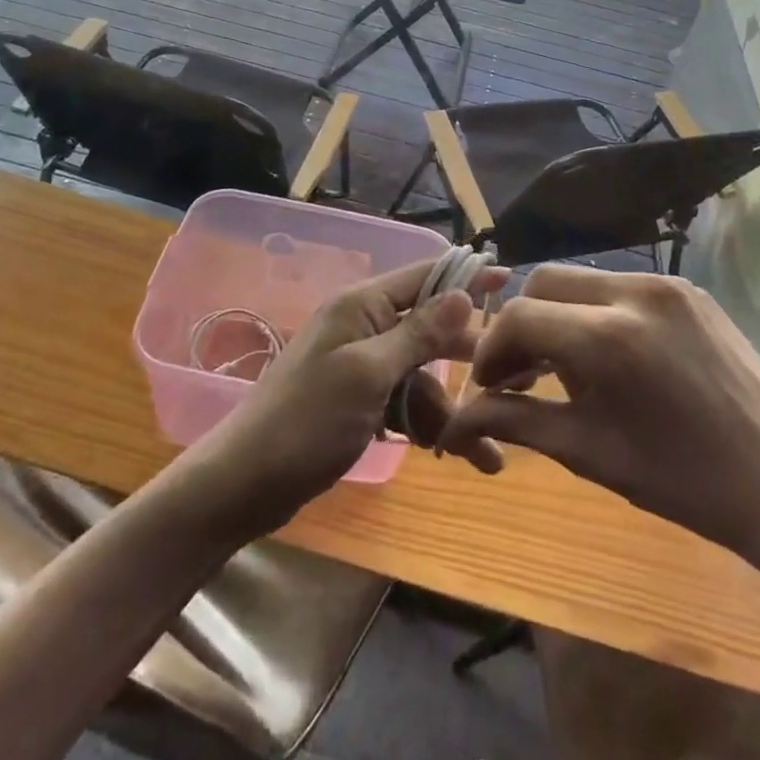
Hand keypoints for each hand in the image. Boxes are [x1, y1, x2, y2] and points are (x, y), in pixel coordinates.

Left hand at [189, 259, 509, 534]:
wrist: (246, 483)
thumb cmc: (307, 420)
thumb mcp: (368, 374)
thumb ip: (418, 334)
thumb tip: (463, 292)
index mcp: (362, 305)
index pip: (425, 276)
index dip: (467, 276)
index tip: (511, 279)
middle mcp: (364, 326)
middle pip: (430, 328)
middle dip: (467, 357)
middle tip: (514, 379)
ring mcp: (361, 365)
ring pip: (422, 374)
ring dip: (449, 407)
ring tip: (485, 451)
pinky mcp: (359, 400)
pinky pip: (404, 401)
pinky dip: (425, 423)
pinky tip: (449, 452)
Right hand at [436, 267, 759, 584]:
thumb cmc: (685, 483)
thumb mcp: (589, 453)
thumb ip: (516, 422)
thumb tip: (453, 421)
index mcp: (610, 336)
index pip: (520, 316)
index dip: (492, 350)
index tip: (488, 387)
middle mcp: (636, 290)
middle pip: (544, 282)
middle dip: (521, 325)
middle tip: (519, 375)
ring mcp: (667, 283)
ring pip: (581, 281)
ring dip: (557, 316)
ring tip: (561, 370)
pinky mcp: (689, 289)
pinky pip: (620, 286)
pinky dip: (595, 313)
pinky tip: (605, 357)